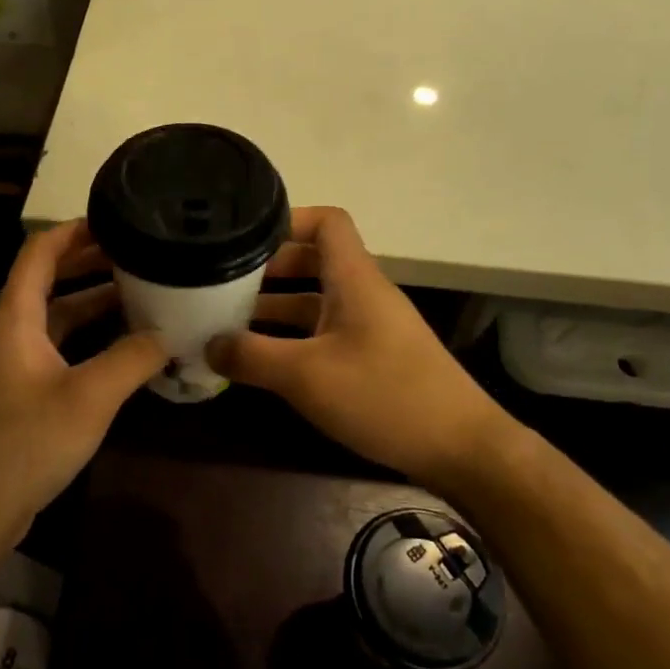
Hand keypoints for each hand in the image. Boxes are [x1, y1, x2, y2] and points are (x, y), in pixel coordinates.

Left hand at [0, 219, 166, 545]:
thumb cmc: (24, 441)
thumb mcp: (89, 396)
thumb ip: (133, 357)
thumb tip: (169, 332)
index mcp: (15, 314)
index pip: (41, 250)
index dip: (75, 229)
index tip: (118, 217)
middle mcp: (12, 329)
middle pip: (51, 278)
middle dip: (92, 260)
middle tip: (141, 250)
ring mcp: (17, 362)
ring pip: (60, 315)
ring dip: (96, 301)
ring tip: (144, 289)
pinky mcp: (26, 392)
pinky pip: (63, 347)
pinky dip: (93, 338)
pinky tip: (128, 346)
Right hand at [207, 207, 510, 486]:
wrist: (461, 448)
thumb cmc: (385, 395)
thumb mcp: (307, 376)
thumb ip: (252, 357)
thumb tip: (208, 345)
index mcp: (354, 279)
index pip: (327, 222)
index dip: (288, 220)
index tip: (245, 239)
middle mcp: (363, 294)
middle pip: (313, 260)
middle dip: (268, 269)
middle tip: (223, 284)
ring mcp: (370, 327)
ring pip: (316, 300)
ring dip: (276, 307)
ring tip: (229, 323)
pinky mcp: (374, 357)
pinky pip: (325, 332)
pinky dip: (293, 338)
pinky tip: (264, 361)